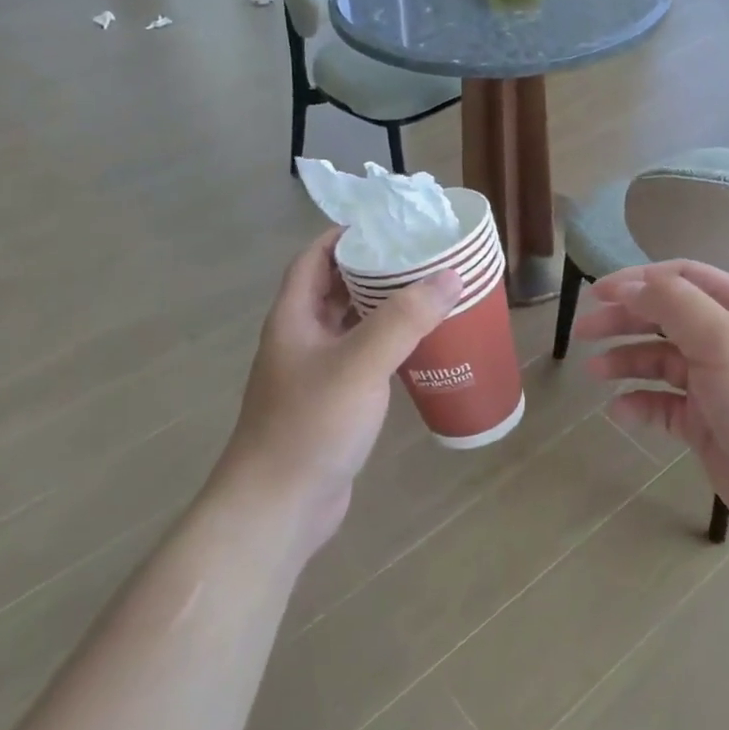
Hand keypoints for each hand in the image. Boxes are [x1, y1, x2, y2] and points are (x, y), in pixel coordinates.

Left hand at [217, 230, 460, 554]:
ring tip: (429, 294)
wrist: (279, 506)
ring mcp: (315, 374)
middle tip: (422, 257)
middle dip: (375, 270)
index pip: (315, 258)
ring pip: (352, 327)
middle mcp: (301, 339)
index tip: (389, 224)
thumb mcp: (359, 364)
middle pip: (336, 289)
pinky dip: (388, 348)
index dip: (346, 235)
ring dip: (384, 310)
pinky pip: (363, 361)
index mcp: (294, 317)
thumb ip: (404, 319)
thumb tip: (449, 276)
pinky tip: (420, 349)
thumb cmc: (311, 425)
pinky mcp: (333, 404)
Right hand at [574, 260, 728, 560]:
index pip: (682, 279)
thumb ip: (674, 305)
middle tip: (584, 330)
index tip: (597, 293)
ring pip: (660, 362)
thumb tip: (629, 286)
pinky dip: (640, 404)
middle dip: (624, 319)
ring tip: (595, 371)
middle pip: (665, 318)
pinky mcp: (706, 426)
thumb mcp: (724, 341)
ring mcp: (716, 385)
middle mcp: (728, 342)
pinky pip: (664, 406)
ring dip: (626, 361)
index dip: (638, 280)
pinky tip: (619, 411)